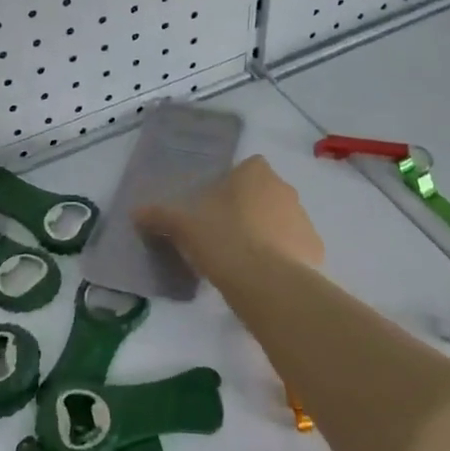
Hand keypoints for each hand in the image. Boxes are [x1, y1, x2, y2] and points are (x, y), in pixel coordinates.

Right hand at [134, 155, 324, 280]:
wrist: (266, 282)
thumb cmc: (222, 238)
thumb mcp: (182, 225)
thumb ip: (159, 214)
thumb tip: (135, 211)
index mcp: (255, 174)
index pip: (246, 168)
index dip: (230, 186)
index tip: (213, 207)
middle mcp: (284, 189)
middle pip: (263, 194)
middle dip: (247, 210)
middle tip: (222, 235)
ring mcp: (303, 219)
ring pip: (280, 221)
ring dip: (264, 233)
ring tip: (240, 260)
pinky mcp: (314, 250)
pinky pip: (293, 249)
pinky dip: (280, 259)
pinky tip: (261, 277)